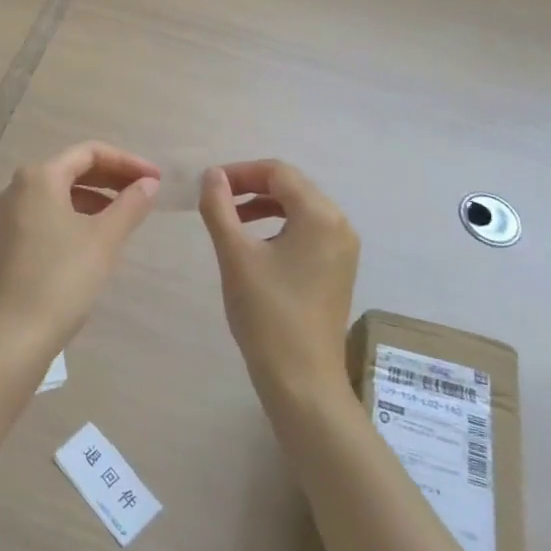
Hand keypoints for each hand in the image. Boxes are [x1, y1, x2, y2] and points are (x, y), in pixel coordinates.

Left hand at [0, 141, 159, 355]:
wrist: (14, 334)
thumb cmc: (63, 278)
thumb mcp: (105, 238)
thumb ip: (131, 204)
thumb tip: (149, 183)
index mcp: (39, 176)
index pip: (89, 152)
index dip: (127, 161)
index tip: (156, 178)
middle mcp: (18, 187)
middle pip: (73, 168)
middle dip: (112, 177)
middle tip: (146, 192)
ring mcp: (10, 215)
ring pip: (61, 192)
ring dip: (96, 197)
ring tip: (127, 214)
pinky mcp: (9, 239)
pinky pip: (49, 212)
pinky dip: (77, 214)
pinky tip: (98, 235)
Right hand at [199, 160, 360, 398]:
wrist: (302, 379)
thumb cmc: (267, 313)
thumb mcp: (235, 255)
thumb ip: (220, 208)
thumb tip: (212, 176)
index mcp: (320, 215)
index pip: (278, 172)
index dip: (240, 172)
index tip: (208, 185)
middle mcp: (339, 224)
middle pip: (292, 187)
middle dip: (251, 186)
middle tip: (215, 199)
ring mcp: (342, 249)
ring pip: (299, 209)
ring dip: (263, 206)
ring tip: (229, 219)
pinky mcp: (338, 269)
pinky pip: (307, 231)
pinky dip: (279, 226)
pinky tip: (254, 244)